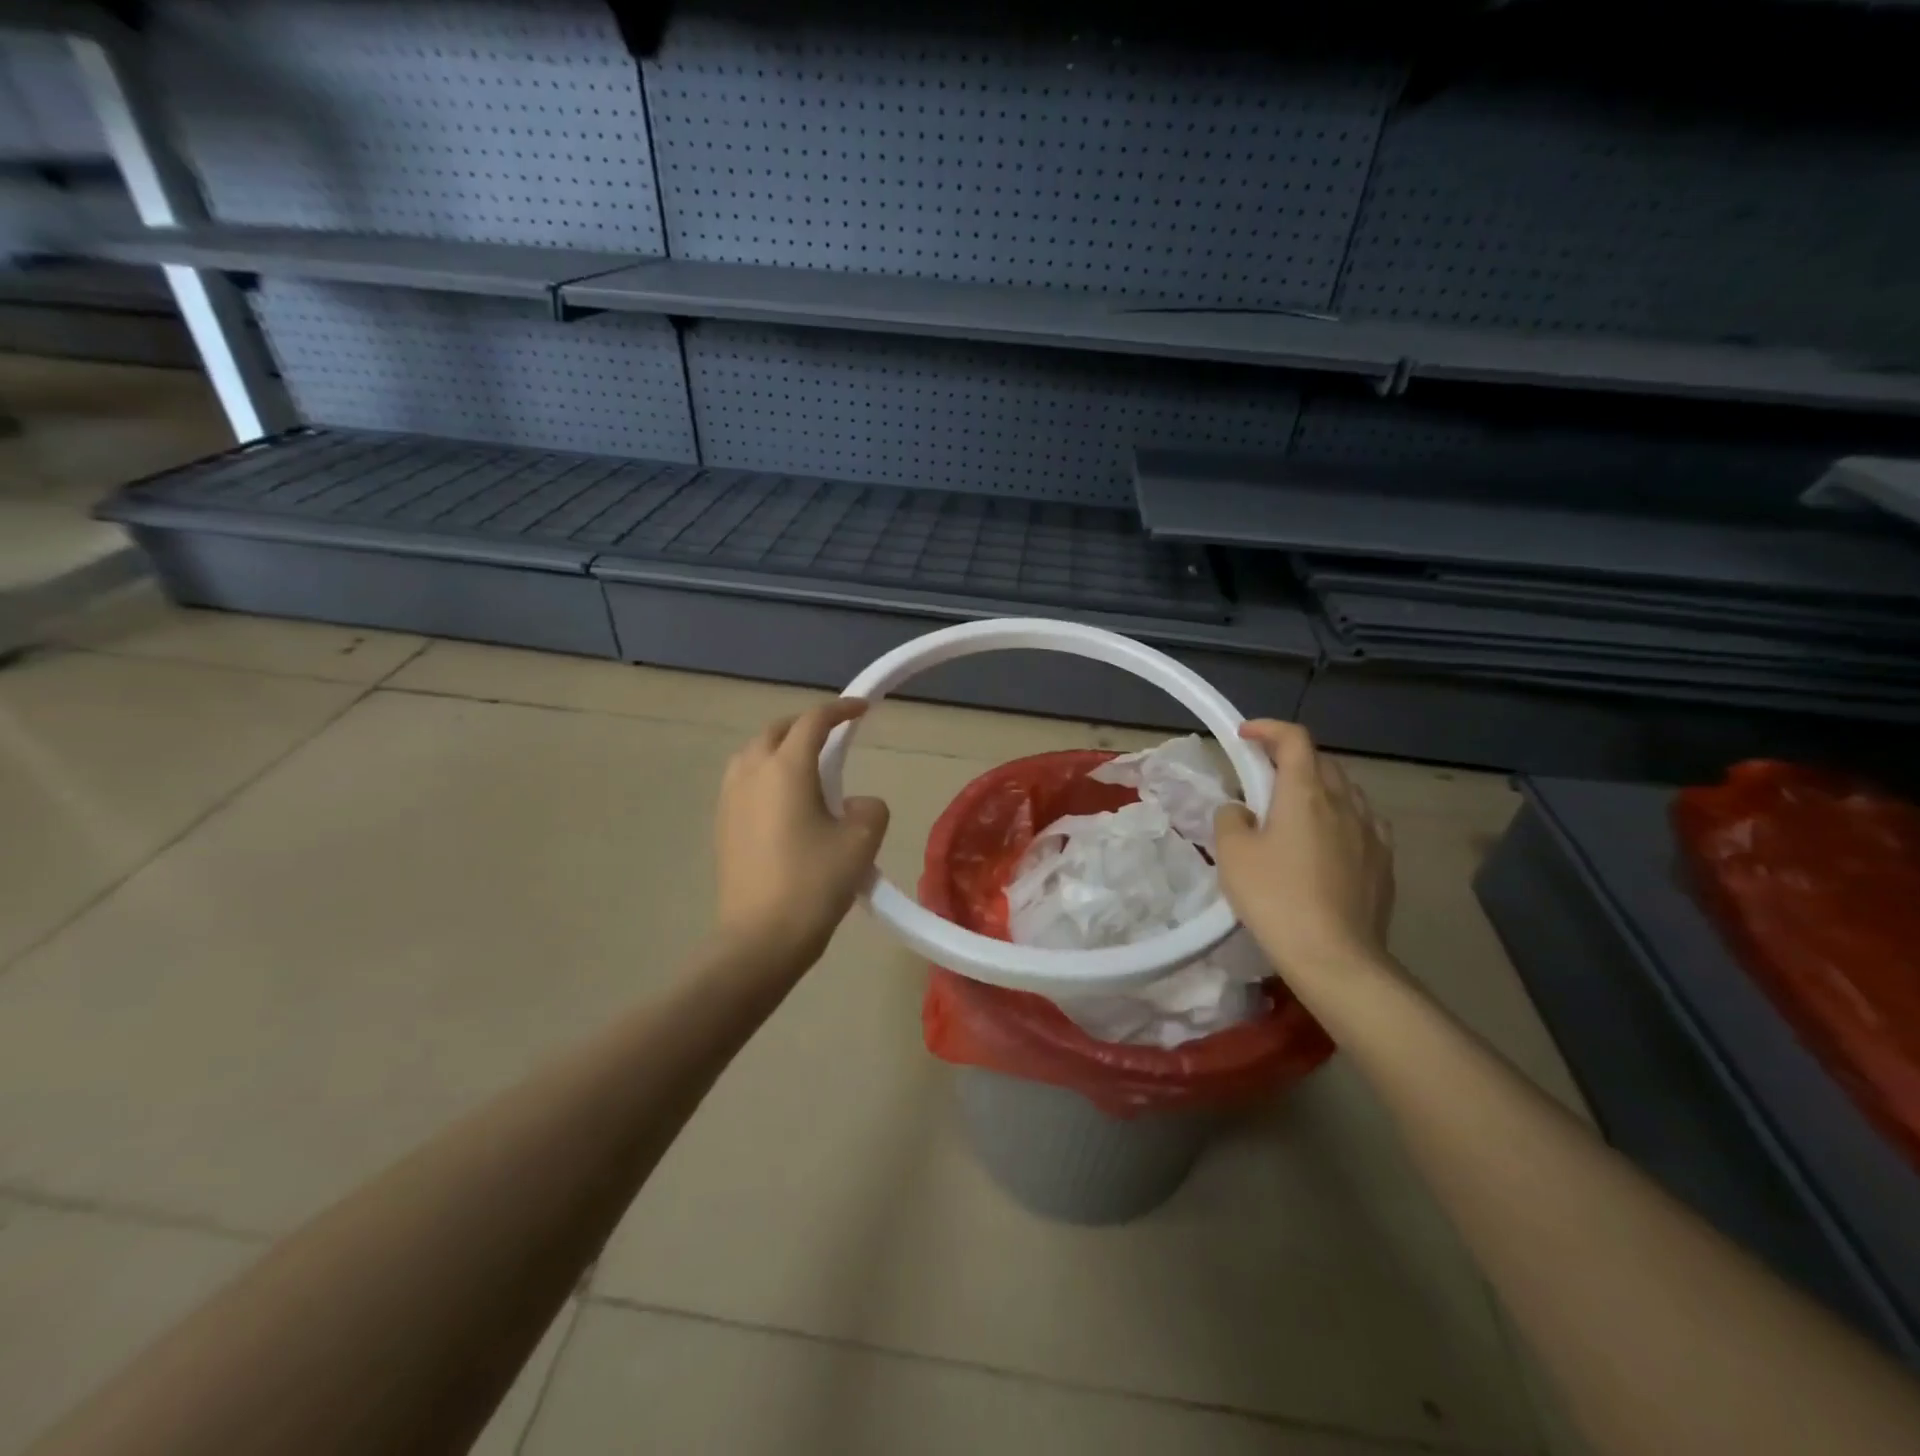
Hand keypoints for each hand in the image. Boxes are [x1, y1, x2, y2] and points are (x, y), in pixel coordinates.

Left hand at [713, 700, 890, 969]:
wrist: (760, 939)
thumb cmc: (814, 883)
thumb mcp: (860, 842)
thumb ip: (868, 809)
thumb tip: (854, 804)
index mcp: (786, 768)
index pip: (813, 721)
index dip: (840, 709)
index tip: (862, 709)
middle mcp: (751, 773)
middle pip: (776, 730)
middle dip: (805, 726)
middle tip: (833, 738)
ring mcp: (730, 799)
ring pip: (753, 754)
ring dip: (780, 749)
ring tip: (807, 768)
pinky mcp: (722, 825)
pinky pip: (743, 781)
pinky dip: (765, 775)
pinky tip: (784, 803)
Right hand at [1213, 720, 1395, 983]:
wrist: (1334, 957)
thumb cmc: (1276, 898)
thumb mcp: (1233, 854)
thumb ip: (1231, 818)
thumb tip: (1242, 811)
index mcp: (1305, 793)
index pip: (1294, 739)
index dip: (1268, 729)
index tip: (1244, 736)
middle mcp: (1344, 802)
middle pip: (1321, 762)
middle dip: (1289, 759)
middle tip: (1261, 777)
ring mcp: (1371, 832)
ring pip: (1345, 791)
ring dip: (1318, 787)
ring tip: (1294, 809)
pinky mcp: (1384, 862)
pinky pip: (1362, 822)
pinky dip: (1341, 817)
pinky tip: (1329, 840)